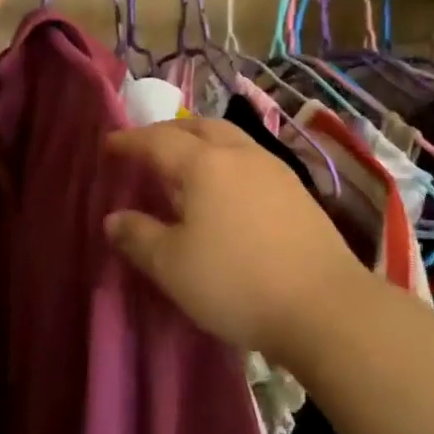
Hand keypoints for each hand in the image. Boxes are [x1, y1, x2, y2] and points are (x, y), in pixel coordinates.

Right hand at [103, 117, 370, 364]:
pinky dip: (225, 159)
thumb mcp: (173, 267)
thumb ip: (139, 237)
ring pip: (228, 138)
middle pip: (197, 127)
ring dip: (200, 141)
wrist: (325, 306)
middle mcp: (239, 154)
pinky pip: (249, 158)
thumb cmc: (237, 282)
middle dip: (167, 132)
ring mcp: (273, 169)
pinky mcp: (296, 190)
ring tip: (185, 162)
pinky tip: (226, 187)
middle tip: (146, 147)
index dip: (129, 141)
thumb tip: (114, 218)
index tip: (108, 145)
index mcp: (203, 164)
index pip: (157, 141)